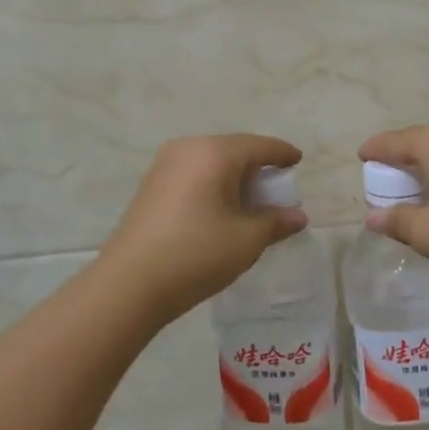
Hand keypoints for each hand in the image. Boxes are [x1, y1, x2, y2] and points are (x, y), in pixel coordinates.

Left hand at [98, 134, 307, 323]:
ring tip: (250, 202)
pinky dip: (213, 185)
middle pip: (234, 151)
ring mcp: (165, 165)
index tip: (298, 160)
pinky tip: (220, 209)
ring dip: (234, 178)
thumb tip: (298, 216)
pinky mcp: (151, 185)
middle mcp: (188, 148)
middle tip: (277, 188)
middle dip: (258, 168)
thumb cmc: (197, 253)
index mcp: (215, 152)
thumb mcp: (247, 240)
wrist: (129, 283)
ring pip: (211, 163)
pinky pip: (193, 174)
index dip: (282, 153)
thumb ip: (276, 222)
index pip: (259, 146)